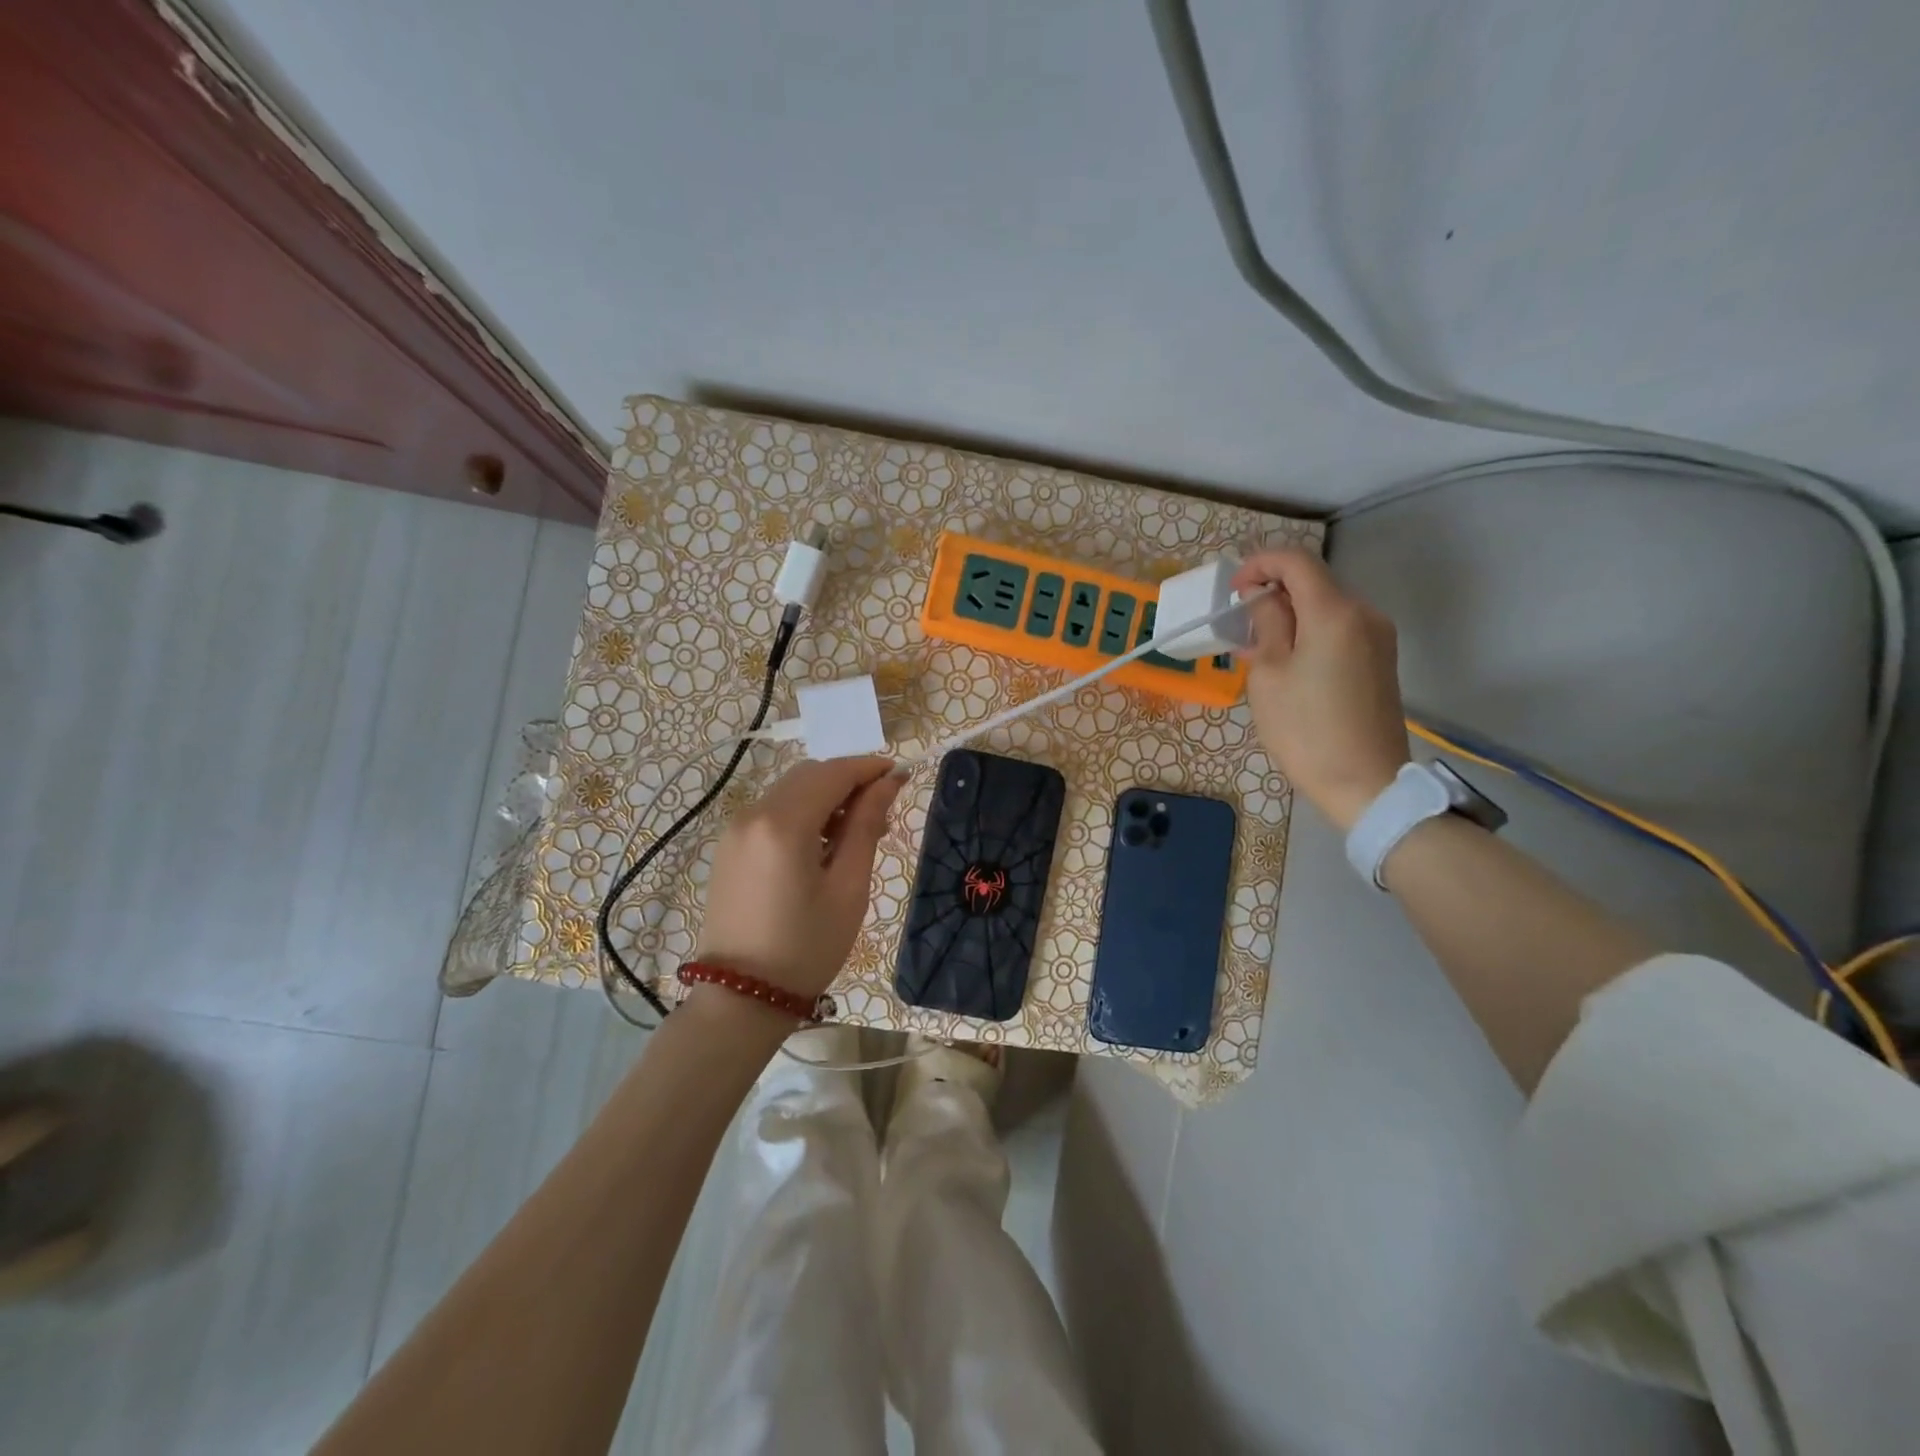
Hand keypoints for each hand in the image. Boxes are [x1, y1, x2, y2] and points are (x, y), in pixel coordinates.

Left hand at [695, 756, 903, 999]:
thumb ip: (867, 826)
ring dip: (825, 797)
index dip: (869, 768)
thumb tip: (889, 782)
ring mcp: (734, 829)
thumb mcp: (848, 887)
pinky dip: (801, 813)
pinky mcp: (728, 846)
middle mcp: (753, 813)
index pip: (833, 773)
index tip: (900, 776)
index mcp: (783, 823)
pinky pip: (772, 812)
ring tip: (855, 832)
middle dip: (848, 781)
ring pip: (789, 791)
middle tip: (881, 810)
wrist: (741, 998)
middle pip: (809, 776)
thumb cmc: (806, 947)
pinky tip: (821, 845)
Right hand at [1231, 550, 1410, 831]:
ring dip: (1290, 616)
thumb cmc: (1306, 730)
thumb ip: (1267, 625)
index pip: (1296, 562)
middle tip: (1241, 625)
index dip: (1260, 565)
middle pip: (1314, 583)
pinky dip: (1310, 634)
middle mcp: (1364, 614)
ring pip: (1326, 608)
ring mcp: (1378, 638)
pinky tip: (1288, 664)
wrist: (1365, 783)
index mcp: (1334, 613)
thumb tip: (1265, 599)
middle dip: (1273, 593)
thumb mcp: (1269, 675)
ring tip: (1259, 649)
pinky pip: (1340, 631)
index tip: (1233, 590)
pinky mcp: (1381, 661)